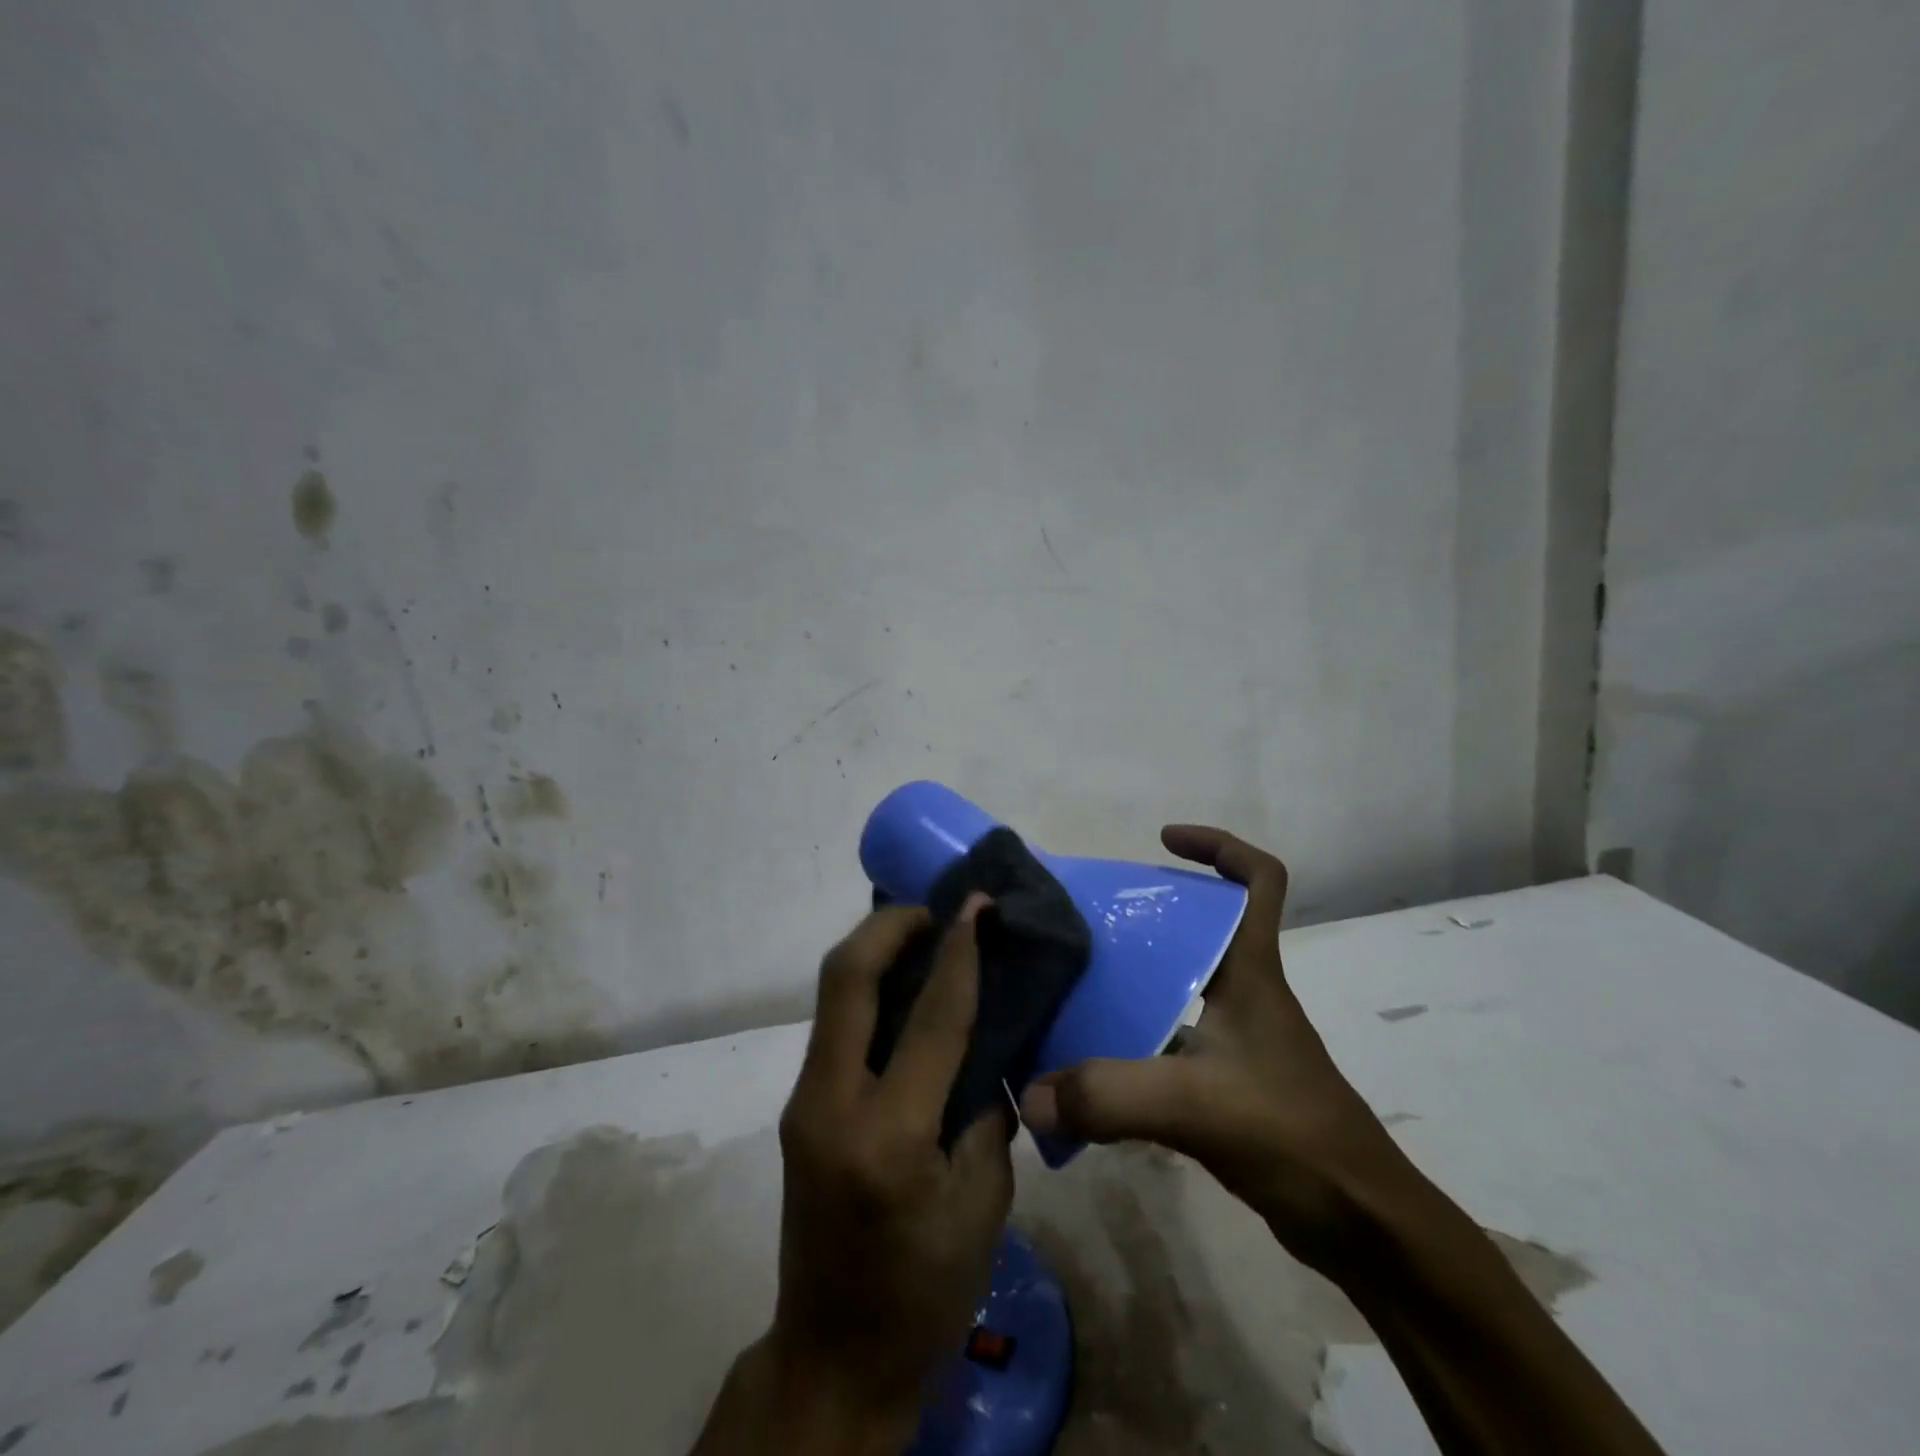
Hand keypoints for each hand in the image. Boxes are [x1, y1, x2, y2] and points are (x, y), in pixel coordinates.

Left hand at [722, 898, 1013, 1451]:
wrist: (833, 1353)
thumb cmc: (924, 1290)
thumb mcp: (983, 1205)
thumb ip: (985, 1114)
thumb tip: (982, 1048)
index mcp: (890, 1136)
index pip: (931, 1019)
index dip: (959, 952)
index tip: (977, 904)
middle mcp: (832, 1103)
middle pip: (847, 978)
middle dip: (890, 925)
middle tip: (936, 909)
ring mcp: (803, 1102)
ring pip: (833, 994)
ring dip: (875, 950)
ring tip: (921, 934)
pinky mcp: (798, 1107)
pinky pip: (834, 1024)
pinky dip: (867, 989)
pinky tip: (902, 989)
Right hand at [1019, 825, 1404, 1274]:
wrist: (1361, 1227)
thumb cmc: (1293, 1135)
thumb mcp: (1196, 1104)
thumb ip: (1110, 1095)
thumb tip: (1029, 1094)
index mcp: (1251, 972)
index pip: (1259, 880)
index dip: (1218, 846)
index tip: (1162, 841)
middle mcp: (1245, 993)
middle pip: (1200, 926)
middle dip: (1148, 912)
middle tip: (1086, 918)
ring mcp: (1239, 1039)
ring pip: (1180, 982)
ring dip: (1135, 975)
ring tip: (1075, 978)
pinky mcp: (1227, 1082)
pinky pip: (1170, 1036)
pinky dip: (1134, 1036)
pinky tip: (1092, 1053)